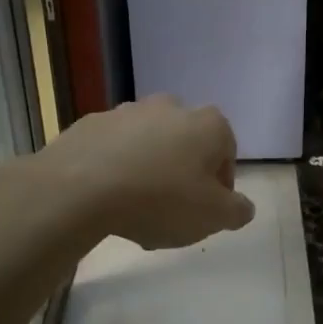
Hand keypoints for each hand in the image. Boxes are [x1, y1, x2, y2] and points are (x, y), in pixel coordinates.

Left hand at [29, 95, 255, 249]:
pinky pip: (113, 149)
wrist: (80, 187)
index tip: (206, 212)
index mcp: (207, 124)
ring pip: (148, 145)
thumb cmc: (160, 199)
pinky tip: (106, 199)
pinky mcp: (90, 123)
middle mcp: (171, 107)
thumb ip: (236, 211)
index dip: (220, 186)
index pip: (226, 153)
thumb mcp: (212, 216)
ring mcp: (127, 112)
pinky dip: (115, 168)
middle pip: (186, 144)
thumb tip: (242, 207)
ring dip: (148, 170)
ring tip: (135, 210)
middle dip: (182, 173)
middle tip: (172, 211)